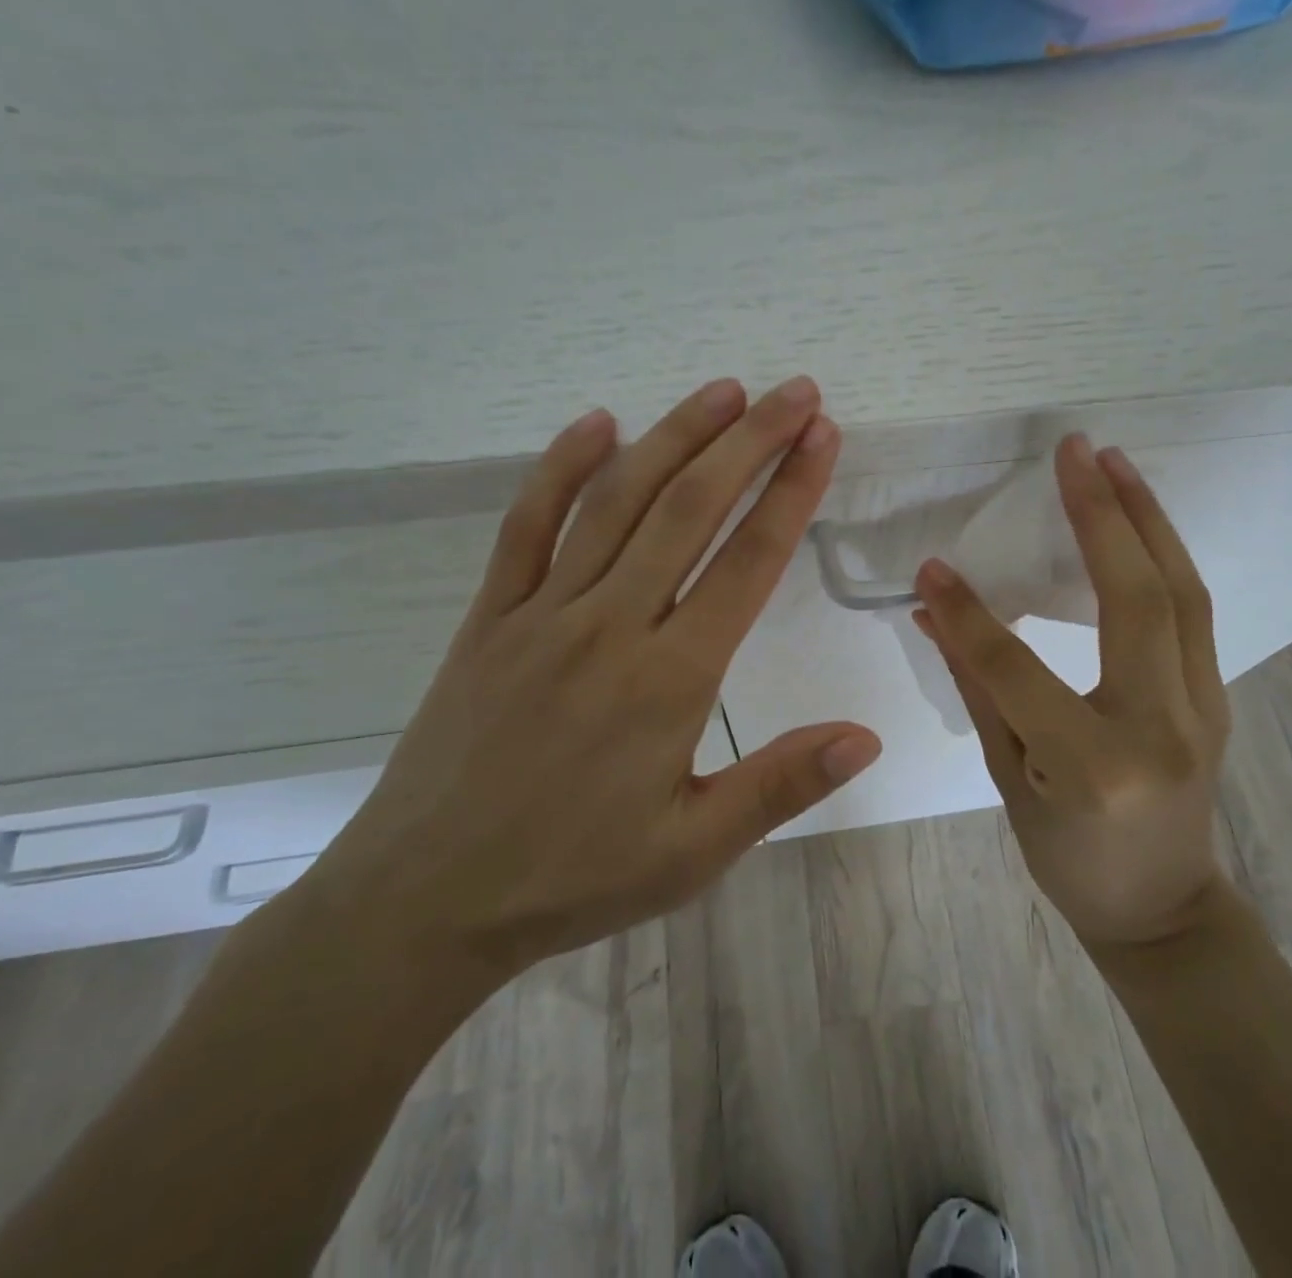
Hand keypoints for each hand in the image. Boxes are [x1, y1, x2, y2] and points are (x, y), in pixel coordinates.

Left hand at [302, 377, 880, 993]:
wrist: (423, 900)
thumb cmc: (572, 878)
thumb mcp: (693, 850)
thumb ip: (781, 785)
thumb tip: (867, 737)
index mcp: (670, 680)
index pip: (748, 562)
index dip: (791, 492)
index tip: (822, 438)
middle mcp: (610, 626)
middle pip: (690, 509)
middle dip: (749, 442)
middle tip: (793, 392)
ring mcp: (542, 613)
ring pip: (617, 501)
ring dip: (674, 437)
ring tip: (723, 392)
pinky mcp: (490, 617)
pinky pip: (527, 526)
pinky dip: (561, 469)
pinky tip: (596, 424)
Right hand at [913, 434, 1230, 951]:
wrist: (1164, 910)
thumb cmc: (1071, 862)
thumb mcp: (1009, 781)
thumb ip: (977, 688)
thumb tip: (934, 613)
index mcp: (1093, 766)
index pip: (1017, 669)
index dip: (969, 614)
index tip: (934, 566)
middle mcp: (1161, 728)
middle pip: (1137, 600)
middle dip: (1102, 515)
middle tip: (1072, 450)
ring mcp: (1203, 708)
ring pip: (1182, 592)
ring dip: (1146, 518)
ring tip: (1110, 462)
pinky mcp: (1216, 696)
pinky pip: (1192, 610)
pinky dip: (1164, 553)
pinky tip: (1136, 520)